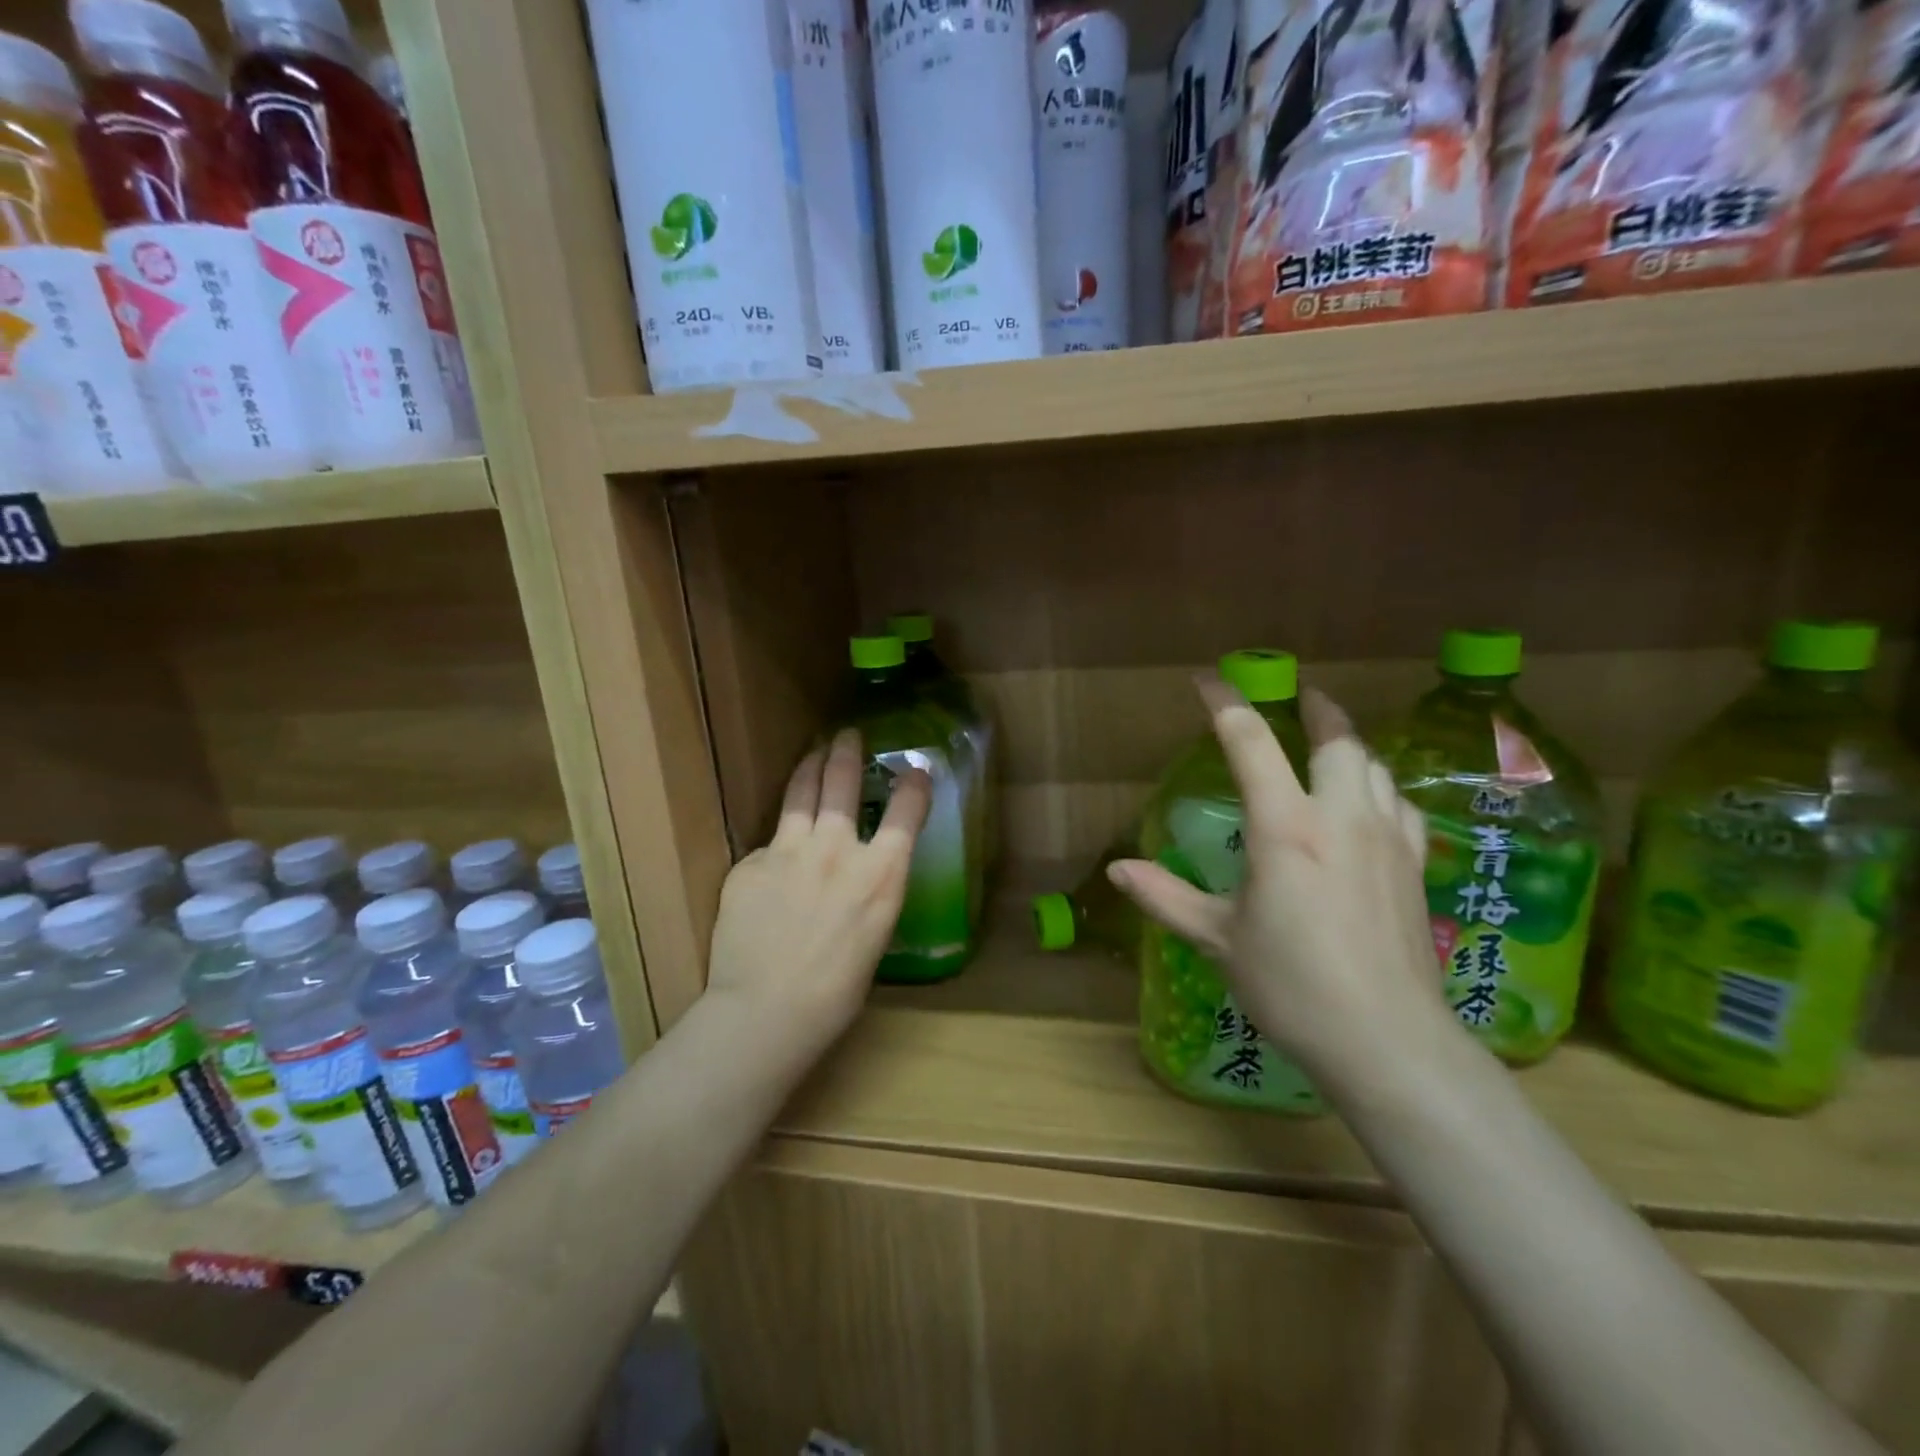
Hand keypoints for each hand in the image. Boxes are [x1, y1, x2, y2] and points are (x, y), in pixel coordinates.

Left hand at [704, 729, 929, 1060]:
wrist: (768, 1009)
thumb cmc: (836, 990)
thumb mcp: (875, 934)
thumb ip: (869, 890)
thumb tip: (855, 873)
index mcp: (880, 874)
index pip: (907, 811)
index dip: (915, 784)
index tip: (917, 770)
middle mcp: (838, 849)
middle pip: (843, 782)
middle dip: (847, 751)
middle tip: (847, 735)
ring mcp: (789, 851)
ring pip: (800, 793)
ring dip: (810, 767)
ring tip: (813, 753)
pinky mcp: (750, 863)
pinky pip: (768, 847)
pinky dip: (776, 849)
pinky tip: (773, 870)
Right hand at [1108, 681, 1458, 1086]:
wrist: (1386, 1039)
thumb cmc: (1291, 985)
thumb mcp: (1217, 939)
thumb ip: (1164, 897)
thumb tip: (1117, 870)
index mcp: (1284, 829)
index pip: (1251, 743)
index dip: (1225, 704)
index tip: (1207, 681)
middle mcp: (1340, 818)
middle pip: (1337, 739)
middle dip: (1317, 707)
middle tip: (1299, 696)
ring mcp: (1386, 838)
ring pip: (1374, 765)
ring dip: (1349, 744)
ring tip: (1329, 743)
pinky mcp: (1414, 864)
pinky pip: (1399, 803)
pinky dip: (1379, 787)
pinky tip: (1369, 804)